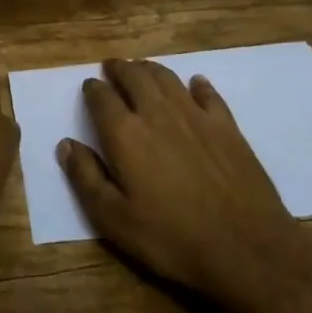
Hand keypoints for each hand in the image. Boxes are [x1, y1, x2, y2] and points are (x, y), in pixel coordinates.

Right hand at [58, 58, 307, 304]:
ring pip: (168, 78)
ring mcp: (196, 116)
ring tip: (142, 68)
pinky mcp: (227, 126)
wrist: (245, 247)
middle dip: (120, 69)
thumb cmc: (171, 238)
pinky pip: (208, 94)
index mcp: (126, 134)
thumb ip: (86, 178)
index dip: (93, 89)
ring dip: (151, 69)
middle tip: (113, 66)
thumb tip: (66, 144)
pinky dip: (197, 84)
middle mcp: (158, 113)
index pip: (102, 99)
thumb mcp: (114, 220)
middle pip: (135, 77)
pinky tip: (195, 83)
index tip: (89, 86)